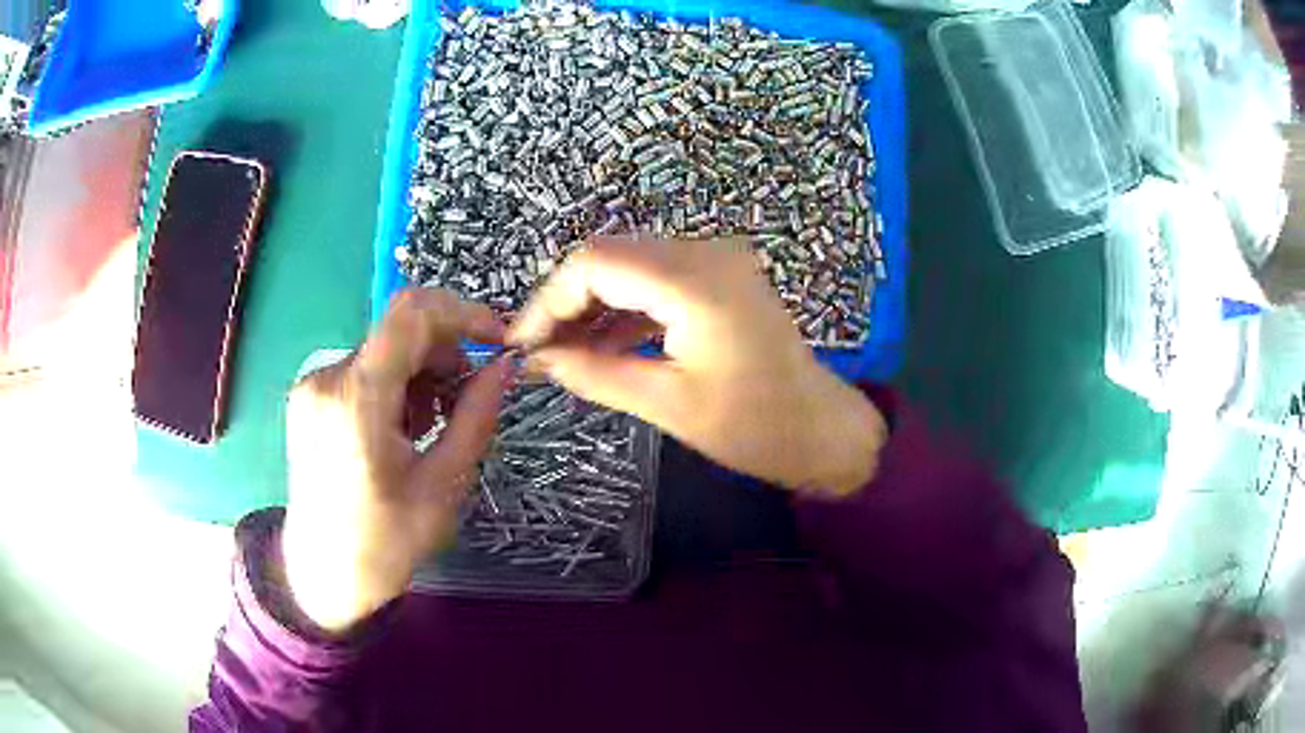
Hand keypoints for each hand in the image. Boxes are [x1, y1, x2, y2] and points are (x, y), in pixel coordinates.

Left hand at [282, 289, 508, 632]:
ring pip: (384, 350)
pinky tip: (404, 429)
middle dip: (446, 353)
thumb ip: (475, 416)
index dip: (463, 313)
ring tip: (432, 427)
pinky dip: (396, 386)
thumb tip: (506, 365)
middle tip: (468, 401)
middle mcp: (327, 377)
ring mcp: (313, 385)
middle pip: (400, 331)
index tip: (496, 341)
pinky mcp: (310, 396)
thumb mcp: (443, 485)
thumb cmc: (384, 543)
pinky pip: (365, 370)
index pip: (411, 313)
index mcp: (357, 399)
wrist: (320, 575)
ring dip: (422, 374)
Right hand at [509, 237, 887, 496]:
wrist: (821, 428)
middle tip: (539, 351)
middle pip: (609, 257)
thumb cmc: (754, 427)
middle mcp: (705, 253)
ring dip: (592, 304)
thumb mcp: (667, 405)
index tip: (522, 343)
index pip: (596, 263)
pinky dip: (623, 307)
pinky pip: (655, 279)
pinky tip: (600, 343)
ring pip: (629, 265)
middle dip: (566, 301)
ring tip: (562, 352)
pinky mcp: (719, 275)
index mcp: (695, 283)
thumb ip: (595, 374)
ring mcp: (716, 259)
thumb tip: (537, 360)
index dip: (549, 299)